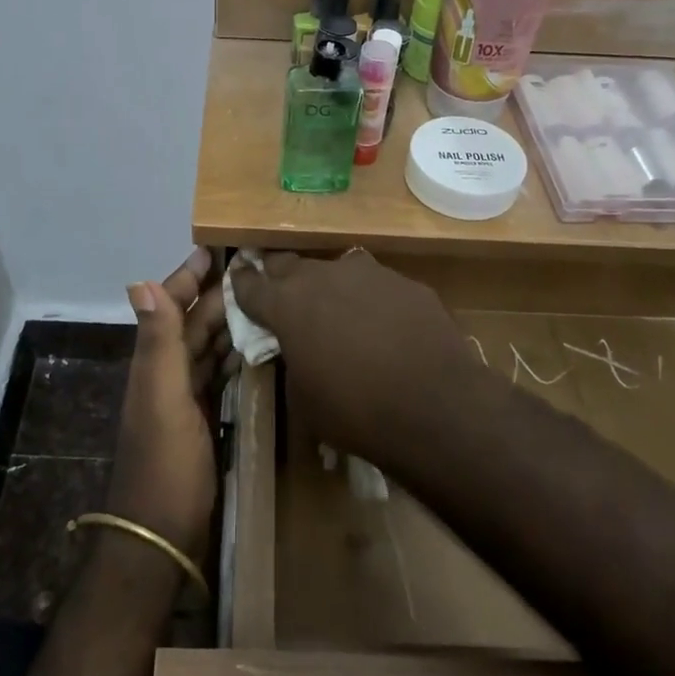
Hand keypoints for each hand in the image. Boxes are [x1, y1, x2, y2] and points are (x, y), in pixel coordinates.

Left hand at [104, 249, 230, 559]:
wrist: (161, 536)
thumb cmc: (164, 464)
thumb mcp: (162, 399)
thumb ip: (157, 342)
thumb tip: (141, 281)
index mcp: (155, 362)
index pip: (171, 305)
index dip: (188, 276)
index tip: (216, 247)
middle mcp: (167, 373)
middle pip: (193, 322)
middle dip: (216, 292)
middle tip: (254, 267)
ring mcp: (184, 399)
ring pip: (207, 347)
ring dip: (228, 321)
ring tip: (263, 298)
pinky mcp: (203, 420)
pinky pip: (220, 376)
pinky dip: (235, 356)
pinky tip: (256, 348)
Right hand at [232, 251, 480, 457]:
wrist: (436, 406)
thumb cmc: (355, 410)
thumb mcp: (304, 398)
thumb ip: (293, 360)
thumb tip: (299, 348)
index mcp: (287, 304)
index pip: (249, 285)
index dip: (241, 284)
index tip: (238, 282)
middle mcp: (322, 276)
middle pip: (288, 264)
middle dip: (280, 278)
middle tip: (282, 296)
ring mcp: (368, 274)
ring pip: (335, 270)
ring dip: (328, 287)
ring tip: (338, 312)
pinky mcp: (405, 282)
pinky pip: (376, 285)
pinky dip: (370, 300)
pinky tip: (384, 326)